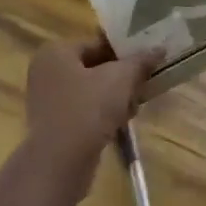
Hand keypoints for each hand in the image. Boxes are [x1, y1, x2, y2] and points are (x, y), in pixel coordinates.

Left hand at [23, 38, 160, 193]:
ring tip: (136, 105)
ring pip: (91, 90)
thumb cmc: (88, 109)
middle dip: (122, 76)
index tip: (147, 61)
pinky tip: (122, 123)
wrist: (61, 162)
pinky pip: (84, 110)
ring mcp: (48, 100)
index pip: (97, 43)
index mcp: (56, 52)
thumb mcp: (121, 79)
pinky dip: (103, 114)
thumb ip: (140, 61)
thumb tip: (159, 49)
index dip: (125, 51)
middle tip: (144, 84)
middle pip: (95, 67)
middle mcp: (47, 72)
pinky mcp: (55, 125)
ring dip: (115, 97)